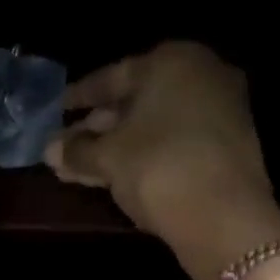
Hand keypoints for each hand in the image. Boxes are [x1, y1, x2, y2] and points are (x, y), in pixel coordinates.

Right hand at [46, 42, 279, 279]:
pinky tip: (117, 177)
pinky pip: (176, 145)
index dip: (79, 97)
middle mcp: (202, 76)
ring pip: (155, 127)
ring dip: (117, 148)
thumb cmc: (159, 167)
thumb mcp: (109, 157)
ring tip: (80, 170)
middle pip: (137, 102)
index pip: (112, 77)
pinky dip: (145, 158)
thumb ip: (77, 150)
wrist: (225, 218)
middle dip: (98, 128)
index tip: (55, 111)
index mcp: (172, 61)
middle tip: (65, 148)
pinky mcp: (229, 148)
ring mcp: (221, 112)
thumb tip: (50, 150)